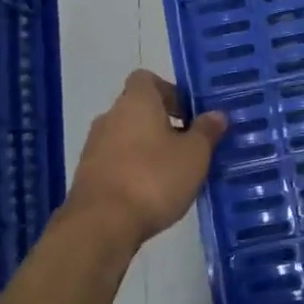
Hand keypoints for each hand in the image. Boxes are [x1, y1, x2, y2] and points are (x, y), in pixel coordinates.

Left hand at [63, 70, 225, 250]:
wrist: (101, 225)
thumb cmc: (153, 178)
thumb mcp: (194, 154)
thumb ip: (206, 131)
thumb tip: (216, 114)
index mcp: (136, 101)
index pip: (147, 79)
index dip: (170, 92)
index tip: (189, 114)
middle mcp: (110, 116)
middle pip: (138, 109)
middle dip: (163, 124)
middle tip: (189, 146)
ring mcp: (94, 146)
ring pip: (127, 137)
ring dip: (147, 148)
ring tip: (173, 174)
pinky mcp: (87, 175)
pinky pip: (116, 161)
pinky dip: (132, 169)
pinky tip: (151, 193)